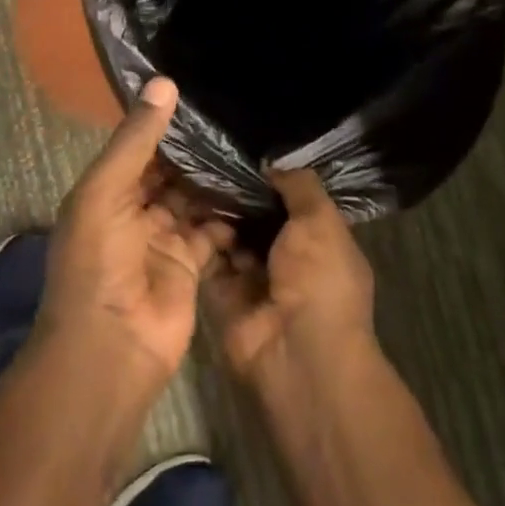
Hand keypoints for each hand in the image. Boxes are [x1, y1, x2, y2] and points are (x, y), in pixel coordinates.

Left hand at [39, 77, 229, 389]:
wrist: (111, 345)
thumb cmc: (98, 260)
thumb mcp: (106, 190)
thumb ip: (136, 140)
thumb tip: (164, 82)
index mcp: (106, 190)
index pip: (139, 147)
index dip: (165, 123)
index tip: (202, 92)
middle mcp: (133, 210)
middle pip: (170, 173)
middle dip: (197, 152)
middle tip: (240, 118)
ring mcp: (162, 239)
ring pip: (194, 200)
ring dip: (216, 181)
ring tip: (254, 147)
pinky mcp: (190, 264)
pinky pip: (212, 231)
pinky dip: (229, 216)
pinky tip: (256, 191)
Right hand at [205, 167, 376, 388]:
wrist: (297, 352)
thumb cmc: (320, 279)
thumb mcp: (321, 221)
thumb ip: (300, 187)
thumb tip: (274, 166)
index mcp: (320, 242)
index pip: (293, 203)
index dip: (271, 181)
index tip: (242, 152)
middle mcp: (287, 259)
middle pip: (257, 219)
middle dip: (238, 195)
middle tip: (207, 160)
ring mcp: (254, 279)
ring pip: (230, 237)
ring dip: (215, 213)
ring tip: (192, 177)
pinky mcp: (224, 295)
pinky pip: (209, 260)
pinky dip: (199, 239)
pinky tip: (183, 209)